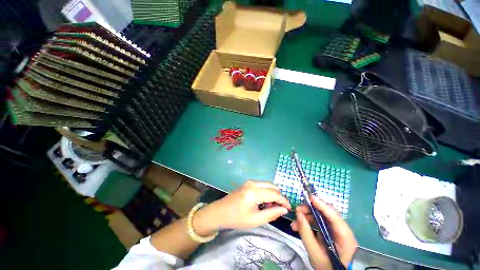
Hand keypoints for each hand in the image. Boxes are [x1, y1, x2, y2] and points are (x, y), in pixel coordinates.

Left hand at [194, 180, 290, 233]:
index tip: (289, 209)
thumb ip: (272, 213)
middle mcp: (253, 183)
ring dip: (272, 195)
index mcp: (254, 192)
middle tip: (278, 209)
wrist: (220, 212)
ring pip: (267, 185)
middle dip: (278, 197)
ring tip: (269, 208)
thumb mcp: (256, 220)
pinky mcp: (248, 183)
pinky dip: (266, 193)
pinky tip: (263, 203)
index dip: (284, 201)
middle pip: (272, 186)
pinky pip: (261, 185)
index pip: (274, 194)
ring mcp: (249, 182)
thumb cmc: (237, 218)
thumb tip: (284, 210)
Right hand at [291, 196, 356, 269]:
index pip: (335, 217)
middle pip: (327, 213)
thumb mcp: (314, 252)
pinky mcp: (331, 229)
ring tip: (295, 222)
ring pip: (321, 215)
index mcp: (345, 238)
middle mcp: (344, 230)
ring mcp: (337, 229)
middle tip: (297, 211)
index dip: (322, 206)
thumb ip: (306, 233)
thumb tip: (298, 214)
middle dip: (310, 210)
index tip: (310, 198)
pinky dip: (308, 220)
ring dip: (307, 215)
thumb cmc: (325, 266)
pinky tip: (298, 226)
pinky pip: (319, 220)